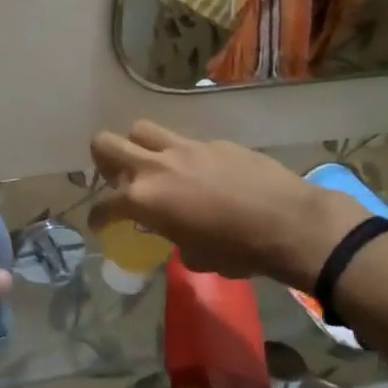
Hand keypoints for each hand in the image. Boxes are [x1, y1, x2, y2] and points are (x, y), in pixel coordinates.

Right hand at [89, 121, 361, 292]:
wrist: (289, 223)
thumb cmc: (239, 251)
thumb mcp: (198, 257)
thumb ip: (176, 238)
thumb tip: (180, 234)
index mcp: (144, 200)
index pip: (104, 205)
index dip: (98, 217)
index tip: (100, 224)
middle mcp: (155, 166)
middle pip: (106, 143)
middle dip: (102, 160)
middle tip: (116, 177)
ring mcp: (183, 148)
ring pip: (141, 129)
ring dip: (138, 146)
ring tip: (153, 165)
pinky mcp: (212, 141)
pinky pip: (185, 141)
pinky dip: (183, 156)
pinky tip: (203, 173)